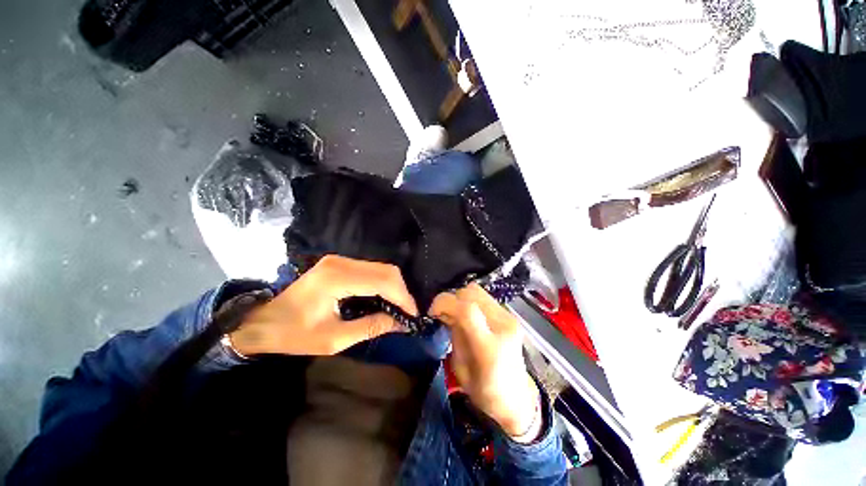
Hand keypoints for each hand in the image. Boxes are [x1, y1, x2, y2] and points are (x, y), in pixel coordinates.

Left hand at [229, 255, 417, 355]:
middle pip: (386, 270)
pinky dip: (384, 283)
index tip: (412, 315)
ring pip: (381, 268)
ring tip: (399, 307)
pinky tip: (385, 298)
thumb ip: (370, 327)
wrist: (262, 321)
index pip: (383, 281)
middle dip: (402, 292)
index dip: (402, 297)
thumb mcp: (333, 339)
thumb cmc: (293, 334)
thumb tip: (400, 324)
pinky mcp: (340, 264)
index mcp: (337, 278)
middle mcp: (341, 262)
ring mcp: (340, 260)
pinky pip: (371, 270)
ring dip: (394, 287)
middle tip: (407, 313)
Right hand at [430, 284, 540, 440]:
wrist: (516, 398)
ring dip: (460, 298)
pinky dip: (470, 301)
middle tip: (442, 313)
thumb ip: (454, 334)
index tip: (432, 311)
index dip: (445, 303)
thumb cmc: (483, 391)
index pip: (466, 310)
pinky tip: (467, 315)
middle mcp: (503, 327)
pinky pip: (484, 298)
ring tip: (454, 313)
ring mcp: (509, 318)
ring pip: (477, 291)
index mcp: (489, 348)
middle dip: (451, 299)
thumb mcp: (459, 367)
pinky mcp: (510, 315)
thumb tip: (447, 312)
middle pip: (472, 293)